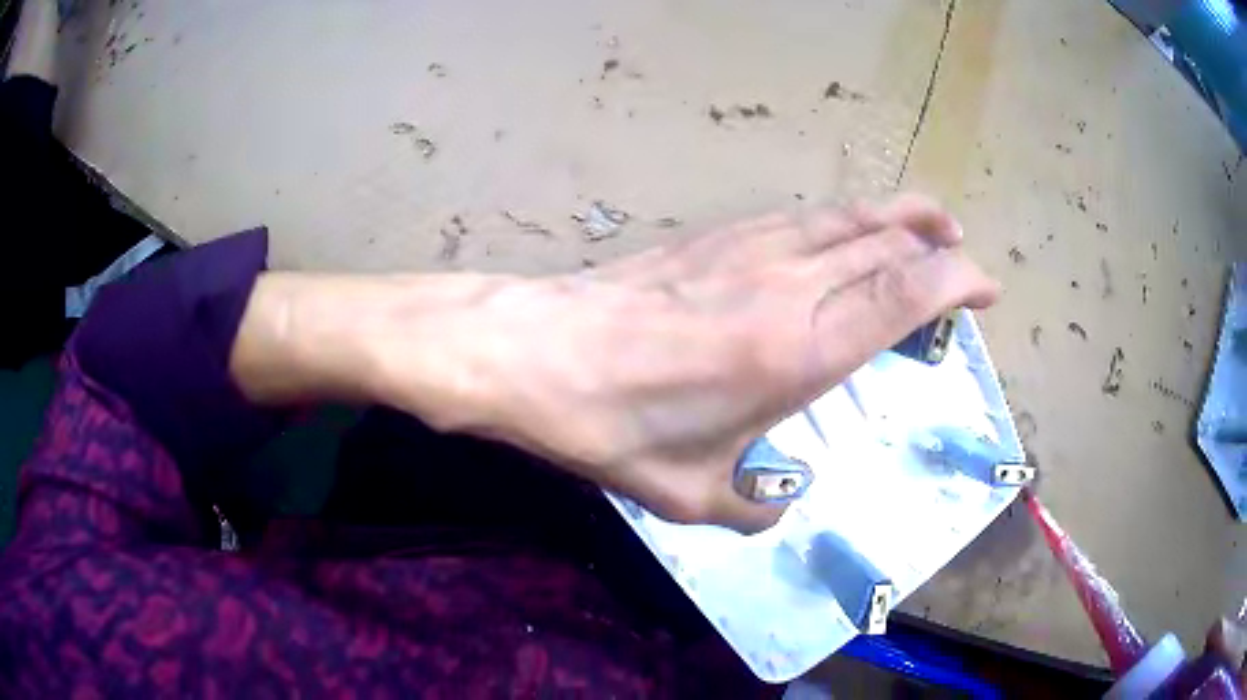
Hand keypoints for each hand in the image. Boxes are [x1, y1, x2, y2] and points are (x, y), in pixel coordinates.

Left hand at [374, 193, 999, 532]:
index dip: (957, 282)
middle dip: (936, 241)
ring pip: (845, 217)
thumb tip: (772, 512)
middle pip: (886, 242)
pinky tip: (842, 228)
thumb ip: (746, 508)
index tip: (985, 286)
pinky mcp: (711, 237)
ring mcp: (748, 250)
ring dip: (895, 214)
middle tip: (962, 248)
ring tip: (926, 221)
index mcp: (799, 351)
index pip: (905, 295)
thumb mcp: (685, 495)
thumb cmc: (611, 428)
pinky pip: (798, 217)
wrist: (533, 353)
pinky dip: (839, 218)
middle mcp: (788, 286)